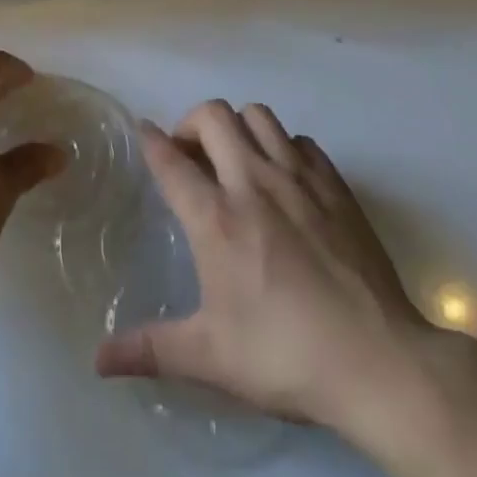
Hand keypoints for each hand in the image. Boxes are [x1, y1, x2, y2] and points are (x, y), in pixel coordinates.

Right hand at [94, 100, 429, 429]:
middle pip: (213, 116)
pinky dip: (281, 146)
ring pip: (258, 115)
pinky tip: (283, 179)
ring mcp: (298, 177)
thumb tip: (99, 361)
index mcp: (217, 219)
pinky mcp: (335, 184)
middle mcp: (253, 182)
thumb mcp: (211, 358)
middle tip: (190, 155)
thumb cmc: (286, 355)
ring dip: (237, 127)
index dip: (151, 140)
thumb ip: (151, 349)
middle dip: (192, 123)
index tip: (142, 131)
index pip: (171, 161)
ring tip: (234, 158)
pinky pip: (299, 140)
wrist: (377, 360)